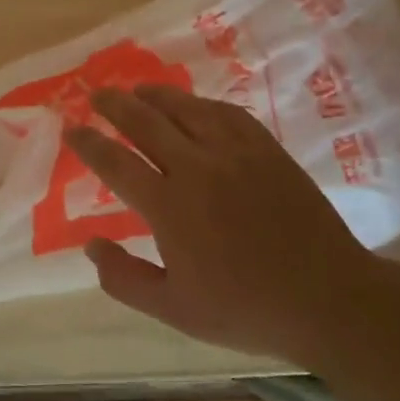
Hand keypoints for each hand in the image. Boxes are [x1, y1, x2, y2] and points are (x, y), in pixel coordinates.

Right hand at [65, 85, 368, 360]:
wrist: (328, 299)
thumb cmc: (245, 309)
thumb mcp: (173, 310)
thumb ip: (124, 279)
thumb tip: (90, 245)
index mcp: (169, 207)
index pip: (115, 163)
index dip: (89, 143)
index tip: (71, 129)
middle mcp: (197, 168)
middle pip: (145, 123)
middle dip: (114, 105)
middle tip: (95, 94)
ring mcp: (235, 153)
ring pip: (185, 109)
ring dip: (154, 95)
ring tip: (136, 90)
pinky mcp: (266, 150)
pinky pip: (226, 113)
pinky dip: (201, 103)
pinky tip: (193, 104)